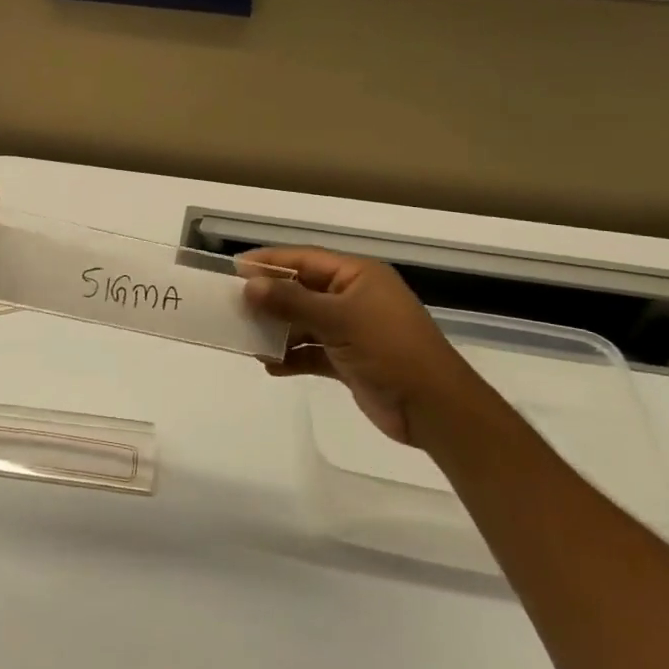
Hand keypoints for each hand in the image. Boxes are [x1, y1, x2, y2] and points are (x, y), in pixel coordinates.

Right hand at [242, 248, 496, 447]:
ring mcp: (352, 330)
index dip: (270, 262)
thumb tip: (250, 285)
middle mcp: (354, 298)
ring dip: (277, 331)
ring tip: (247, 339)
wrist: (434, 409)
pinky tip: (270, 365)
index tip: (235, 269)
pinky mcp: (349, 360)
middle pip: (301, 290)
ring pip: (304, 322)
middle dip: (269, 298)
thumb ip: (292, 302)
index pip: (305, 259)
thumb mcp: (339, 319)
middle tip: (233, 305)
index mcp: (358, 276)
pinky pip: (311, 352)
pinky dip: (292, 357)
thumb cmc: (390, 350)